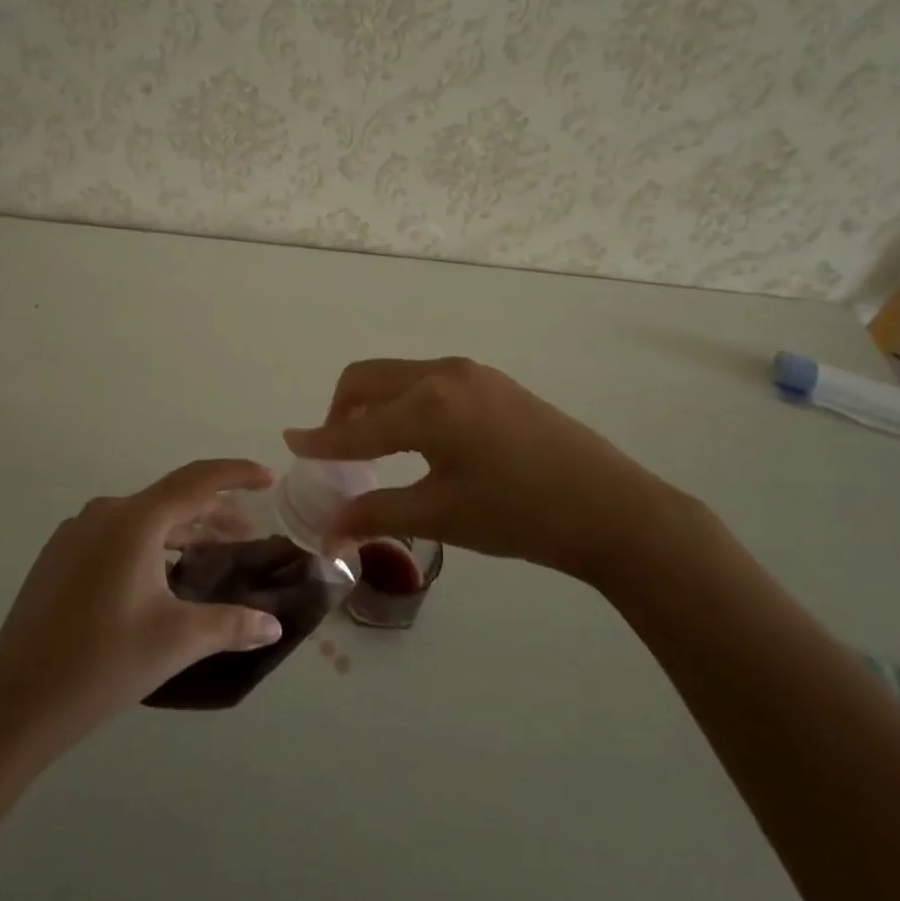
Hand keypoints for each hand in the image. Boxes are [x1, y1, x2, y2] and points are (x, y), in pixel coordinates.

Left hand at [0, 459, 285, 748]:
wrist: (13, 705)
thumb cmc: (102, 664)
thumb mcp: (175, 641)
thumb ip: (231, 625)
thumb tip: (274, 626)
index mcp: (134, 521)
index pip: (197, 480)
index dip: (237, 474)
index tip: (268, 477)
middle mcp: (104, 513)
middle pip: (171, 500)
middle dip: (214, 514)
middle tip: (248, 535)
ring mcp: (75, 533)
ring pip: (143, 519)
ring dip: (181, 532)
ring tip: (210, 556)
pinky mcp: (58, 557)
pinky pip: (117, 535)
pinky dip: (150, 545)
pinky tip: (161, 576)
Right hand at [284, 357, 682, 586]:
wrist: (609, 505)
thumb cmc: (520, 515)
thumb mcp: (443, 517)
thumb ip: (379, 514)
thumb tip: (329, 528)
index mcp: (427, 406)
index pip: (357, 425)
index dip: (320, 439)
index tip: (290, 443)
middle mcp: (442, 373)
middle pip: (369, 378)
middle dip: (342, 409)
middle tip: (336, 450)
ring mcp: (470, 372)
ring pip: (399, 376)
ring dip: (375, 403)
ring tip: (374, 447)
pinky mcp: (490, 380)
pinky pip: (428, 380)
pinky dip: (405, 401)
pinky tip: (419, 439)